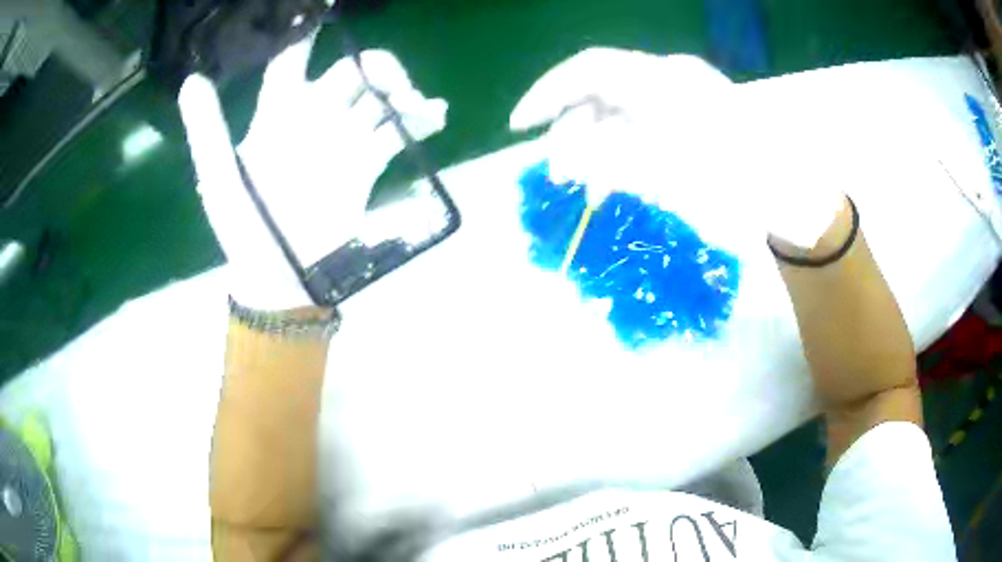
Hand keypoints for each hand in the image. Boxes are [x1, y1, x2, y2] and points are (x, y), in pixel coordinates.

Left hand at [179, 34, 446, 310]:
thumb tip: (192, 79)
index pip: (290, 58)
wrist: (280, 278)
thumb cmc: (244, 229)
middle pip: (351, 71)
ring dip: (401, 93)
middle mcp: (313, 118)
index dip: (304, 30)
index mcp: (277, 114)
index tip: (327, 2)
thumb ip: (208, 130)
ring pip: (378, 98)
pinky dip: (418, 122)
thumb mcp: (220, 179)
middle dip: (375, 67)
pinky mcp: (365, 164)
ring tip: (415, 107)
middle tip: (389, 84)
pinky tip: (434, 118)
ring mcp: (342, 140)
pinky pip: (397, 133)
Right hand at [509, 47, 842, 247]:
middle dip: (572, 129)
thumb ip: (612, 161)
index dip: (548, 92)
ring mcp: (681, 99)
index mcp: (664, 80)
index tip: (520, 125)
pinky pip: (641, 126)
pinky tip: (617, 179)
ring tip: (587, 185)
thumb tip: (566, 158)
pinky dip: (622, 150)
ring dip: (596, 145)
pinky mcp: (690, 119)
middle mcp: (669, 80)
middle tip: (559, 173)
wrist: (795, 197)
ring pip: (620, 111)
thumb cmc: (743, 185)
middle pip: (600, 91)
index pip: (589, 69)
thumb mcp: (674, 175)